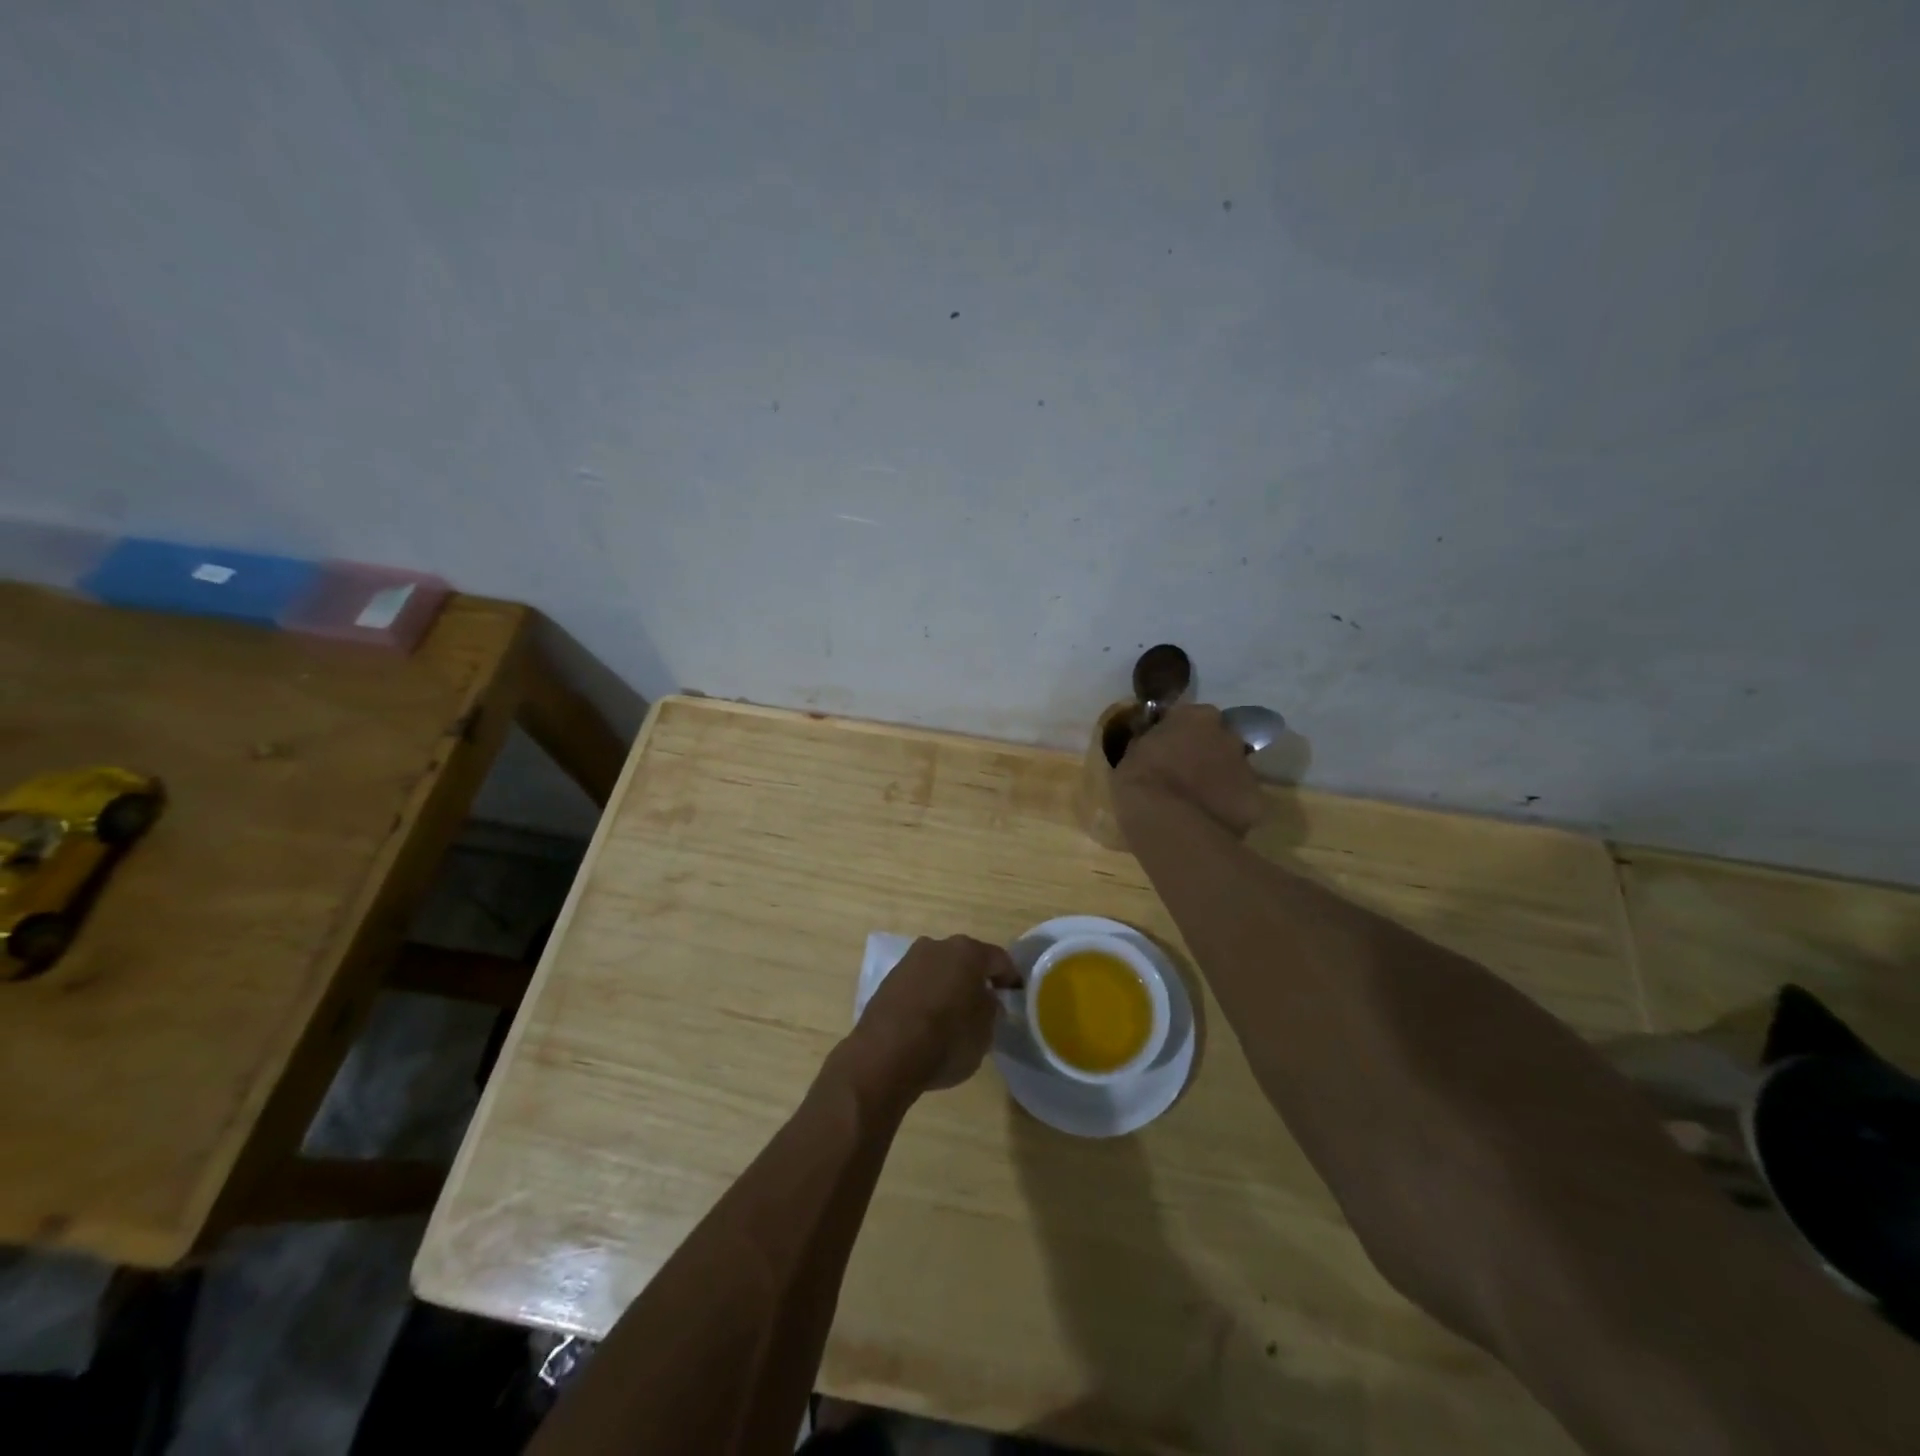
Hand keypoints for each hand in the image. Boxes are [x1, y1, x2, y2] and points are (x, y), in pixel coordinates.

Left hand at [845, 936, 1021, 1101]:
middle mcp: (937, 946)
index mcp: (967, 952)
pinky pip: (918, 984)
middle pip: (965, 959)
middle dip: (976, 978)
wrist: (885, 1054)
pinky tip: (928, 1020)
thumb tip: (986, 1000)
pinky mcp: (888, 980)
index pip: (998, 960)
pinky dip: (926, 996)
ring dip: (948, 985)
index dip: (1010, 978)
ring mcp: (909, 961)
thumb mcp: (985, 1032)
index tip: (1015, 994)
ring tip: (954, 1013)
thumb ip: (991, 1009)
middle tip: (985, 1003)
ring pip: (939, 969)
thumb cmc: (946, 1040)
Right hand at [1113, 702, 1268, 837]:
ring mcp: (1246, 768)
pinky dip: (1229, 809)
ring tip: (1196, 804)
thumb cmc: (1140, 781)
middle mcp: (1228, 735)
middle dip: (1206, 754)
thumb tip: (1154, 741)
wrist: (1167, 824)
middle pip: (1219, 741)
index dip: (1180, 733)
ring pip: (1233, 771)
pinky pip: (1241, 802)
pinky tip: (1210, 823)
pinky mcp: (1255, 801)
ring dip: (1219, 781)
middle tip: (1184, 775)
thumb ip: (1150, 741)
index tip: (1167, 747)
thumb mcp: (1133, 752)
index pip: (1191, 716)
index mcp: (1196, 717)